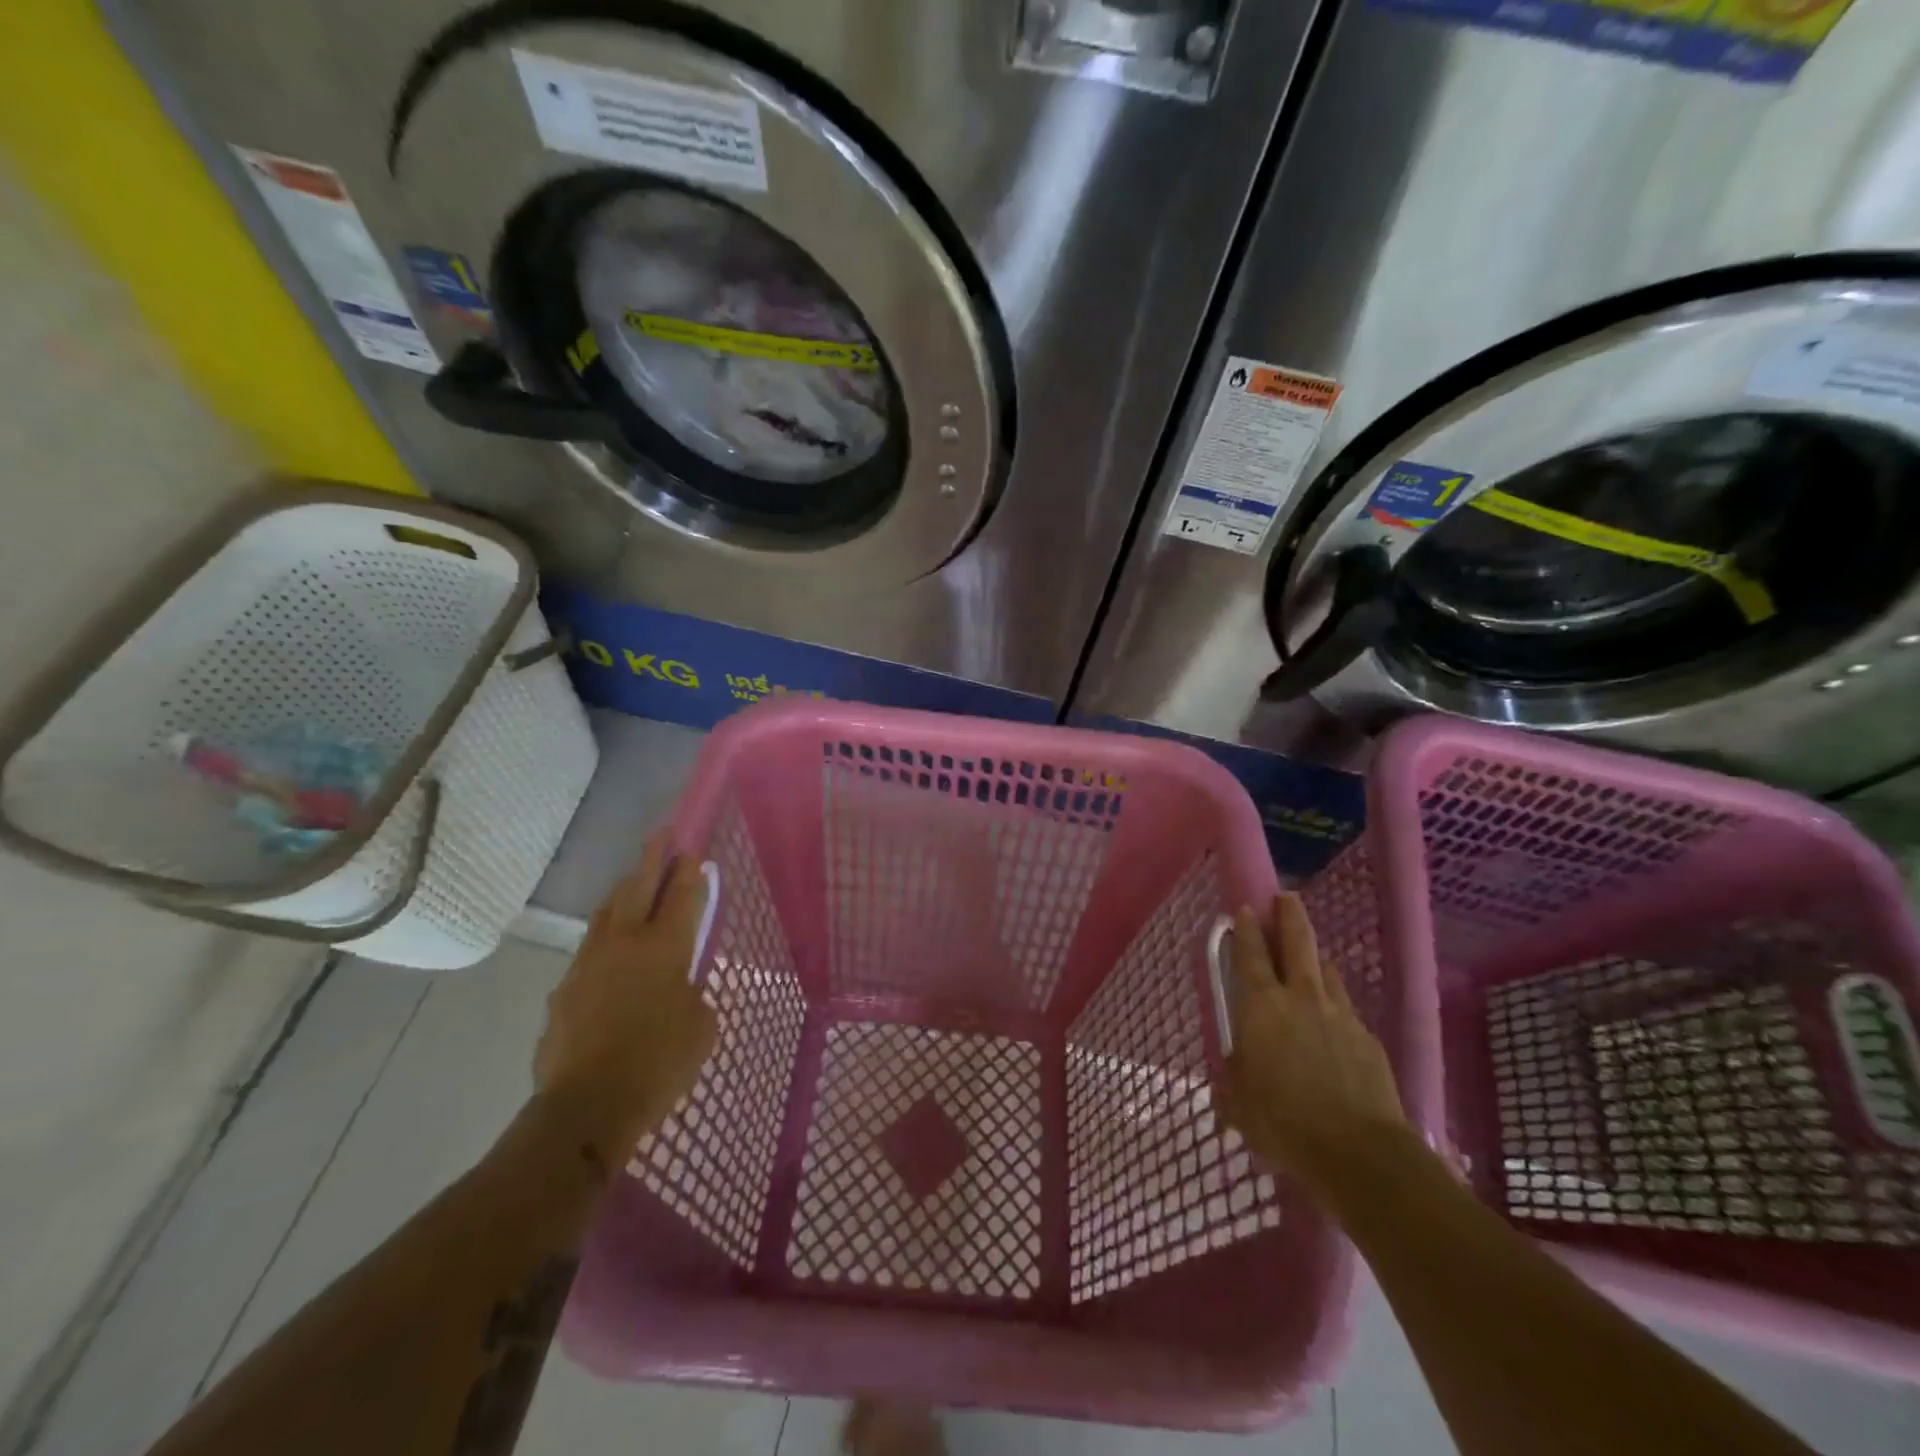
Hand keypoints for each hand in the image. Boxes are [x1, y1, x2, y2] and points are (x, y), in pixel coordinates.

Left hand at [534, 831, 716, 1156]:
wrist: (587, 1106)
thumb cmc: (660, 1062)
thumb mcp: (702, 1027)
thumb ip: (693, 994)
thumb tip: (679, 989)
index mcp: (665, 947)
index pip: (681, 895)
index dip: (690, 870)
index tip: (692, 849)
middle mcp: (625, 942)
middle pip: (639, 887)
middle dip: (653, 858)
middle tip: (662, 835)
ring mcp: (588, 963)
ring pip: (607, 912)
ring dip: (624, 892)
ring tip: (632, 883)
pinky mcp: (564, 989)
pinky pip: (589, 950)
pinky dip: (604, 938)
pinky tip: (609, 952)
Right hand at [1219, 893, 1410, 1203]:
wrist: (1359, 1153)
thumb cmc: (1283, 1123)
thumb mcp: (1240, 1102)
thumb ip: (1236, 1075)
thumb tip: (1239, 1066)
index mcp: (1261, 1006)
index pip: (1250, 954)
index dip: (1245, 929)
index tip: (1244, 908)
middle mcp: (1300, 998)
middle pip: (1297, 943)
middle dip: (1289, 916)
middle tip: (1285, 897)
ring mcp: (1340, 1015)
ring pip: (1326, 970)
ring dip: (1316, 958)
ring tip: (1311, 958)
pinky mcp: (1368, 1039)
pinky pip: (1346, 1007)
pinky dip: (1336, 1003)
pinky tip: (1334, 1021)